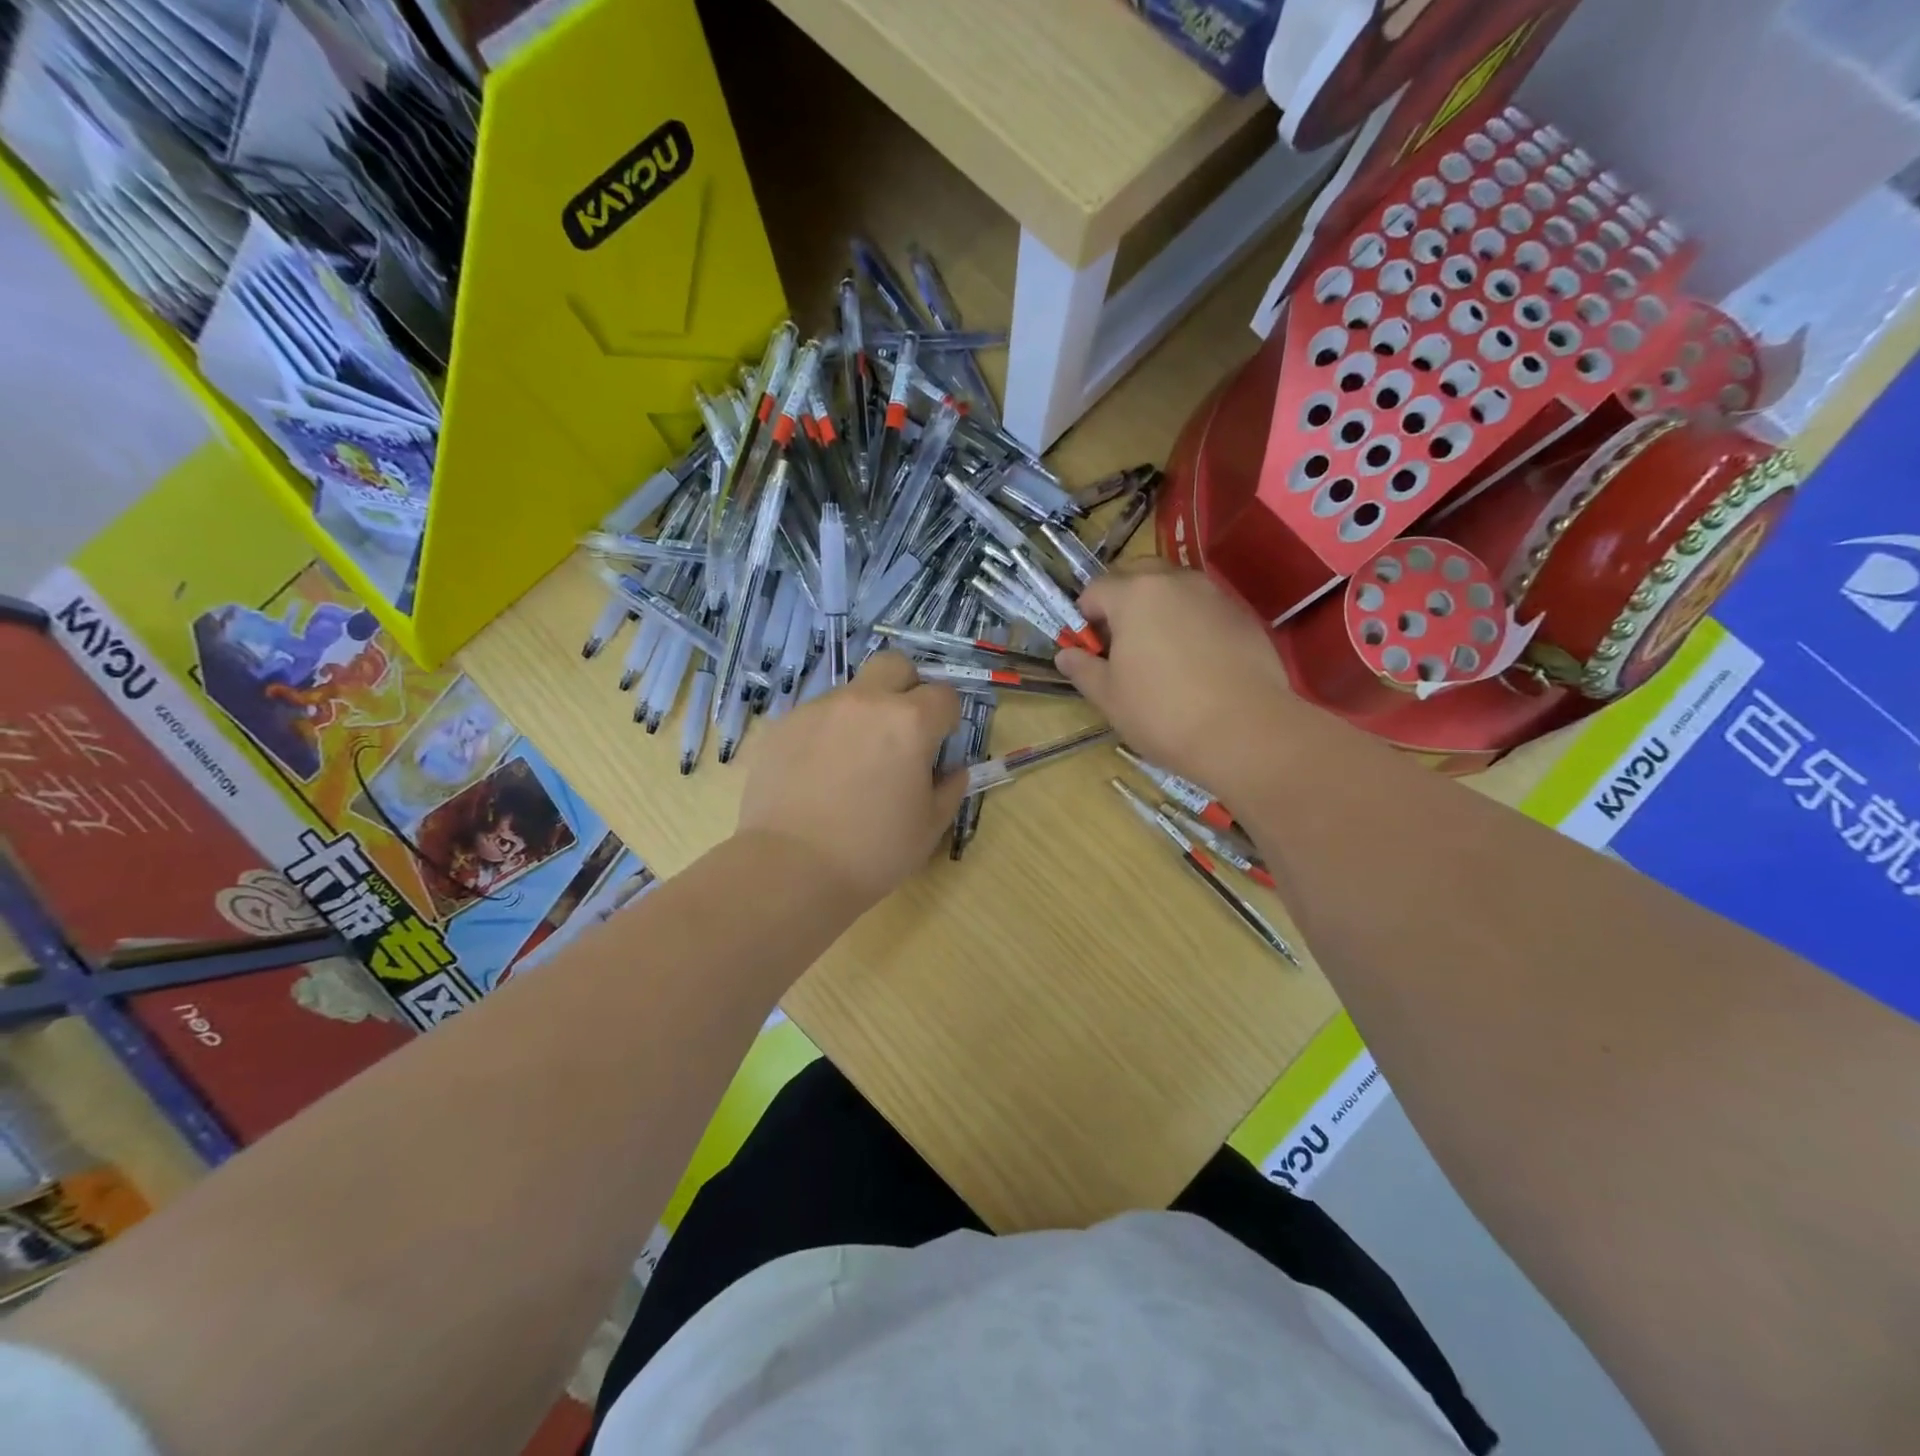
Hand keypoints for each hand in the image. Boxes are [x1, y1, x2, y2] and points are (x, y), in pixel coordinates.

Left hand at [737, 651, 967, 910]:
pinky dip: (828, 733)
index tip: (940, 745)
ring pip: (853, 691)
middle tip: (902, 729)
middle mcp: (865, 702)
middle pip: (895, 665)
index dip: (948, 719)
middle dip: (908, 687)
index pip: (944, 695)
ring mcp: (819, 709)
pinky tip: (819, 774)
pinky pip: (817, 716)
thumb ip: (949, 789)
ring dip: (864, 713)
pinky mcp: (784, 725)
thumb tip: (951, 771)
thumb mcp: (929, 827)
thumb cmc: (872, 852)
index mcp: (909, 722)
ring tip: (854, 762)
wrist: (789, 869)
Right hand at [1054, 560, 1296, 801]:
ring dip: (1160, 609)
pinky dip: (1193, 624)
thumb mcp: (1109, 697)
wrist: (1245, 732)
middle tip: (1122, 643)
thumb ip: (1083, 669)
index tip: (1090, 648)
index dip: (1085, 617)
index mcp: (1134, 595)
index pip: (1095, 589)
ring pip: (1176, 589)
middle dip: (1123, 600)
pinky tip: (1197, 663)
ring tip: (1161, 653)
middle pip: (1138, 575)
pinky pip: (1206, 609)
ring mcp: (1215, 595)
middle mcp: (1175, 582)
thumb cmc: (1162, 713)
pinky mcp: (1244, 616)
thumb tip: (1066, 654)